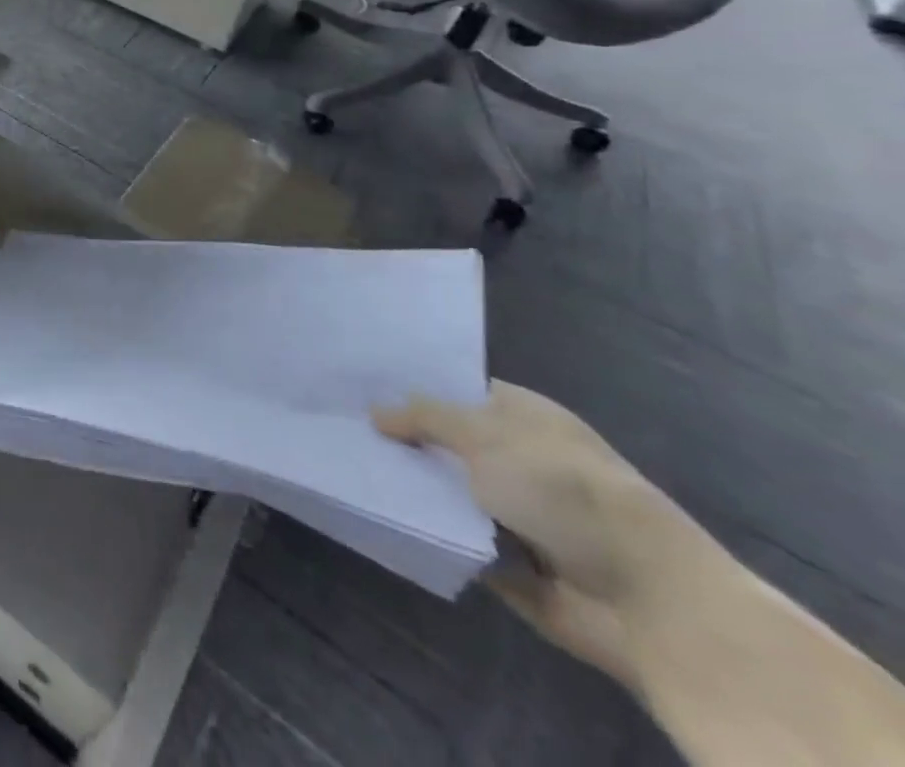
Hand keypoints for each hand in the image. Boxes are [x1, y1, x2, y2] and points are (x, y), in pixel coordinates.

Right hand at [375, 383, 717, 683]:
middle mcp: (516, 457)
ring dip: (409, 485)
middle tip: (336, 420)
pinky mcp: (505, 559)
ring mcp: (512, 511)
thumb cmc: (566, 493)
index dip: (410, 384)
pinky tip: (373, 508)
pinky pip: (451, 536)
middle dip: (400, 437)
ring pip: (444, 489)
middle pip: (444, 440)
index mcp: (522, 416)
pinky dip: (424, 528)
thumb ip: (425, 418)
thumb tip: (376, 411)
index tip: (356, 380)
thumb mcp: (486, 436)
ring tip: (343, 462)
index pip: (455, 389)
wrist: (647, 603)